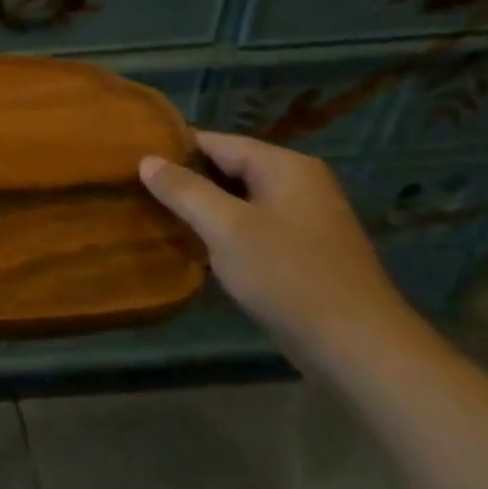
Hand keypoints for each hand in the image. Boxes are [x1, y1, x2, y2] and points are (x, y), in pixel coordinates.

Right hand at [138, 131, 412, 360]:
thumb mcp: (225, 227)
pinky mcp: (303, 250)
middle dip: (185, 180)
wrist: (357, 346)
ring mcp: (304, 217)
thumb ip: (184, 190)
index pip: (216, 142)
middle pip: (228, 169)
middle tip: (136, 191)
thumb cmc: (287, 275)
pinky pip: (252, 226)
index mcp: (284, 166)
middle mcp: (298, 182)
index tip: (130, 162)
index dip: (173, 149)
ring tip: (155, 216)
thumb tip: (146, 159)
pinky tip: (193, 246)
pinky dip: (223, 231)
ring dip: (202, 208)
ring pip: (238, 200)